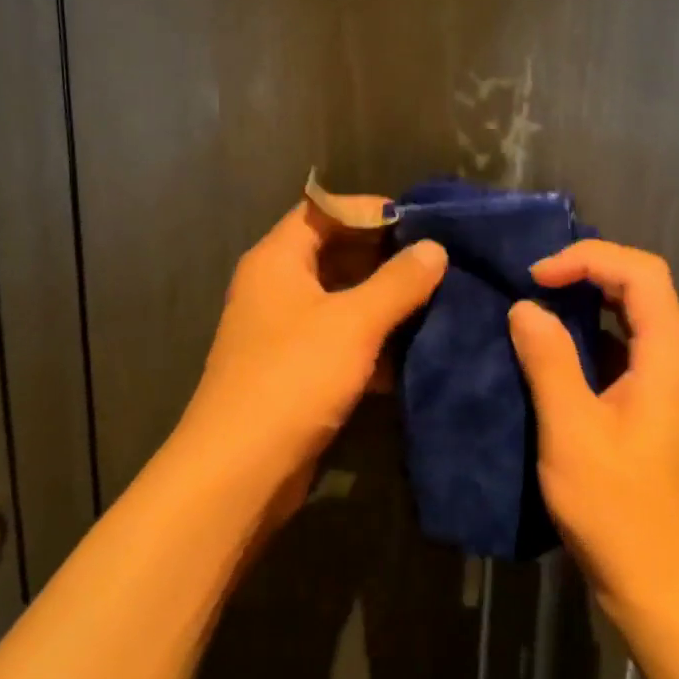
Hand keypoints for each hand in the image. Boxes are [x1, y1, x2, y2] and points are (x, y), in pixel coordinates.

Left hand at [174, 203, 447, 515]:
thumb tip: (435, 249)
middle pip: (334, 252)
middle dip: (385, 256)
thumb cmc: (293, 377)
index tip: (422, 221)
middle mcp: (276, 286)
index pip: (324, 210)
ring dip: (384, 300)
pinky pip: (340, 339)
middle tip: (438, 261)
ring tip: (437, 300)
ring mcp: (284, 330)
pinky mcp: (296, 370)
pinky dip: (372, 340)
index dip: (370, 209)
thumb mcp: (354, 323)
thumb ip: (398, 282)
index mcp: (278, 259)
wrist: (240, 470)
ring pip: (341, 299)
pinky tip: (414, 349)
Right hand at [507, 241, 678, 625]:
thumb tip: (526, 308)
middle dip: (591, 273)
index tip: (538, 278)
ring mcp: (673, 392)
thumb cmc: (617, 508)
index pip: (643, 273)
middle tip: (537, 285)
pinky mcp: (659, 416)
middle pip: (645, 290)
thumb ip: (548, 359)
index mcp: (668, 359)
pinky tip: (558, 361)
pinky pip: (630, 355)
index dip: (589, 259)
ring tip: (541, 312)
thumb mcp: (571, 429)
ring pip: (638, 322)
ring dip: (592, 305)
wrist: (662, 588)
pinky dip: (595, 340)